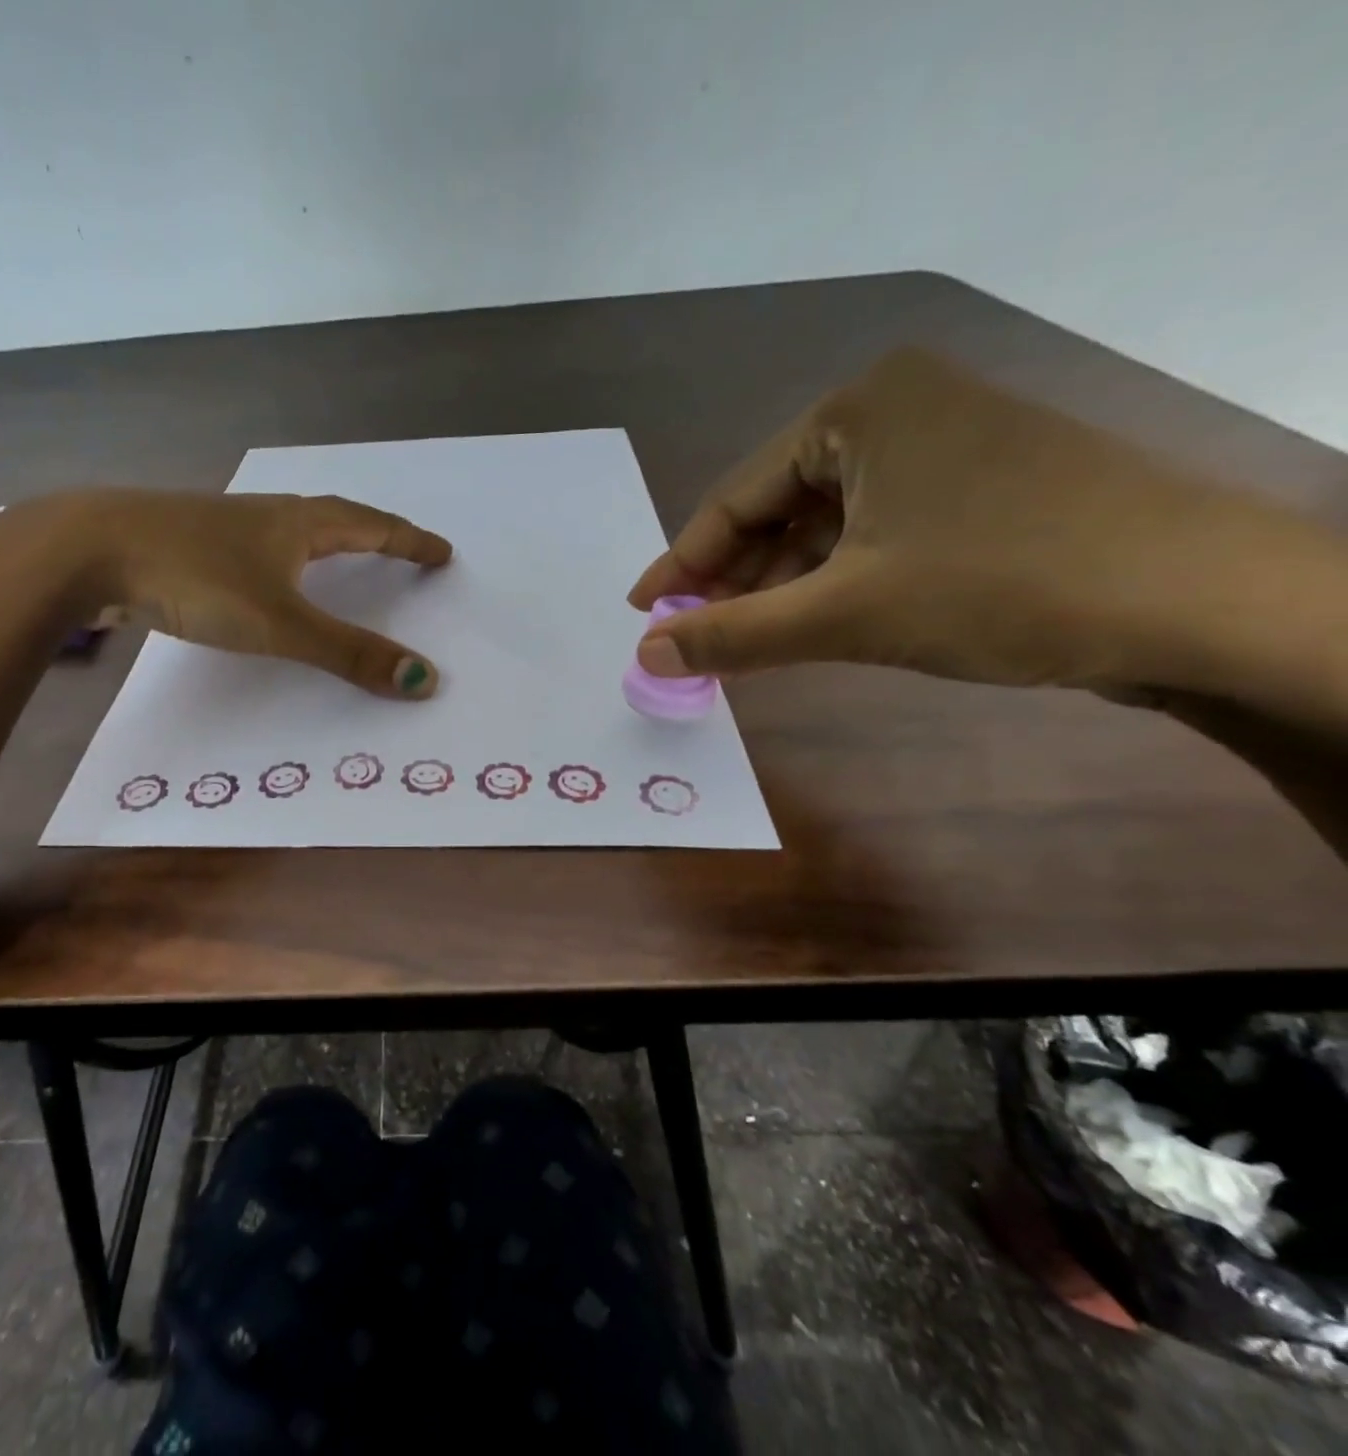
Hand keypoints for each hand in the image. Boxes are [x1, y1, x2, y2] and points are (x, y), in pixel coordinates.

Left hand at [77, 489, 453, 698]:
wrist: (90, 549)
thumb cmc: (197, 579)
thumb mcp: (281, 623)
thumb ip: (348, 654)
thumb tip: (423, 681)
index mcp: (298, 523)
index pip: (372, 527)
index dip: (410, 542)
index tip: (442, 551)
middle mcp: (267, 516)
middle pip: (336, 518)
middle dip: (375, 533)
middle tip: (401, 549)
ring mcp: (224, 527)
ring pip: (291, 529)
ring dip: (326, 541)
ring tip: (342, 557)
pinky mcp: (191, 544)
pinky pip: (256, 548)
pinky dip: (281, 561)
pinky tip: (265, 576)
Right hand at [628, 347, 1288, 692]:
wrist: (1207, 604)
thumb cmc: (1003, 586)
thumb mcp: (844, 614)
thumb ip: (731, 635)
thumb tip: (643, 655)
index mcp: (859, 408)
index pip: (736, 497)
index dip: (682, 564)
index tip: (641, 614)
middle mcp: (898, 408)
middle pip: (777, 507)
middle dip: (733, 577)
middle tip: (694, 636)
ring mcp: (944, 444)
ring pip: (824, 523)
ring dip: (780, 584)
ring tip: (748, 640)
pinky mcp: (977, 485)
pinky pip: (871, 530)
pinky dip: (833, 578)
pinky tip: (815, 620)